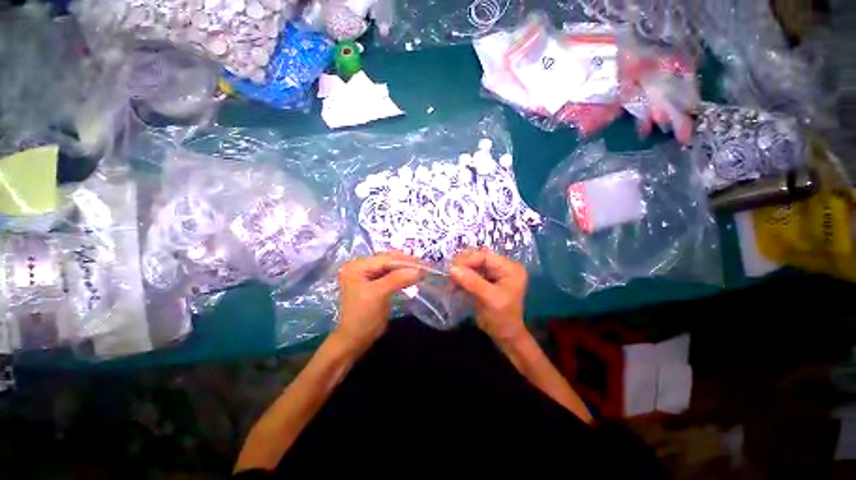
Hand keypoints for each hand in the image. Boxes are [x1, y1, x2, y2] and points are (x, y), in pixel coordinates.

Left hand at [334, 252, 421, 353]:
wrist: (355, 339)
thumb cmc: (363, 317)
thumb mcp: (379, 295)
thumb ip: (397, 279)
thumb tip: (419, 270)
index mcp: (357, 266)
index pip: (385, 259)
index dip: (405, 261)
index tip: (424, 265)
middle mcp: (361, 266)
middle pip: (388, 261)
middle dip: (407, 263)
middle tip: (426, 266)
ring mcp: (368, 274)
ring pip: (392, 267)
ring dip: (407, 268)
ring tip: (423, 270)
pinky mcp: (375, 282)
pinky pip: (392, 275)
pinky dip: (403, 275)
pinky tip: (414, 276)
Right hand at [450, 249, 528, 345]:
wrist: (505, 336)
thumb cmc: (502, 318)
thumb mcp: (489, 299)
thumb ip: (472, 282)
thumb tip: (452, 268)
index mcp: (510, 268)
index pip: (486, 256)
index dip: (468, 260)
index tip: (452, 268)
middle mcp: (502, 267)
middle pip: (478, 258)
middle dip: (463, 265)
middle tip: (449, 274)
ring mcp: (493, 273)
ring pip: (472, 265)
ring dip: (460, 271)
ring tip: (450, 281)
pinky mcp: (485, 279)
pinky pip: (470, 273)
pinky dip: (461, 278)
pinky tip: (453, 285)